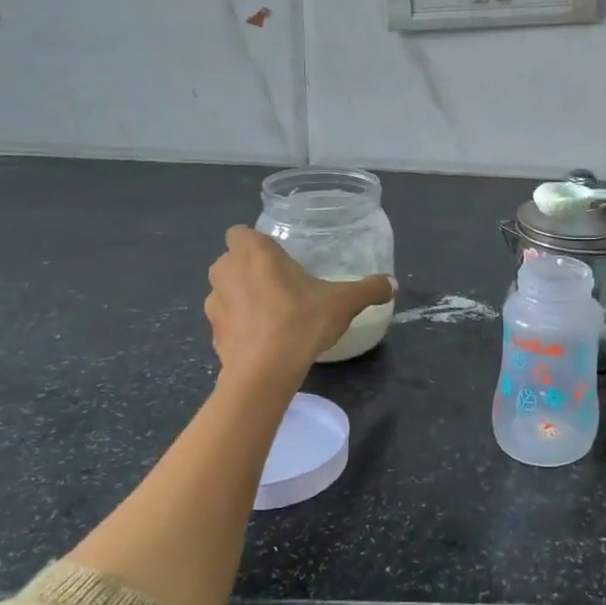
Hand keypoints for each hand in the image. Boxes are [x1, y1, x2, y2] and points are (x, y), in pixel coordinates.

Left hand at [206, 227, 392, 379]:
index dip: (256, 244)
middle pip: (231, 261)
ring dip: (240, 298)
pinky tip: (262, 341)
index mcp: (254, 252)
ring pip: (224, 291)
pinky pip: (226, 322)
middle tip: (279, 285)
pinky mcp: (213, 334)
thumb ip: (369, 289)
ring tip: (270, 315)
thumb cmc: (301, 321)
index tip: (278, 259)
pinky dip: (239, 328)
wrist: (265, 371)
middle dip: (248, 270)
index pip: (240, 233)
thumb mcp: (345, 302)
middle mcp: (226, 270)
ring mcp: (213, 304)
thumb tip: (392, 284)